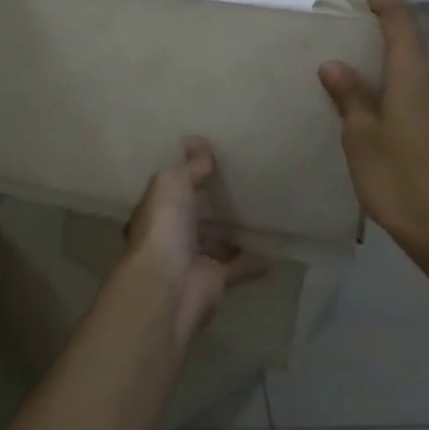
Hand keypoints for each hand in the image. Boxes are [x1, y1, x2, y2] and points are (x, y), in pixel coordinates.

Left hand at [121, 138, 266, 347]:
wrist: (170, 286)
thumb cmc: (165, 227)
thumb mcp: (172, 183)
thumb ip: (190, 166)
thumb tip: (199, 143)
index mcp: (154, 211)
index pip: (170, 189)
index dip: (186, 175)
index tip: (208, 160)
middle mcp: (170, 235)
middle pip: (192, 216)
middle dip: (209, 205)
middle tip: (239, 185)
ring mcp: (192, 259)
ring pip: (215, 242)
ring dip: (232, 233)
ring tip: (258, 215)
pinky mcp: (213, 280)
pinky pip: (238, 267)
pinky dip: (253, 261)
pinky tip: (274, 251)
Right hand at [319, 0, 428, 267]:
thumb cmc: (401, 181)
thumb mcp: (362, 138)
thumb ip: (350, 97)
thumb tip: (335, 64)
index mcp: (416, 78)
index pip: (400, 21)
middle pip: (412, 43)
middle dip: (384, 28)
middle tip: (350, 28)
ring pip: (420, 70)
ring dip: (393, 60)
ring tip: (360, 69)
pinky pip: (425, 92)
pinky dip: (402, 84)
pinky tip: (383, 106)